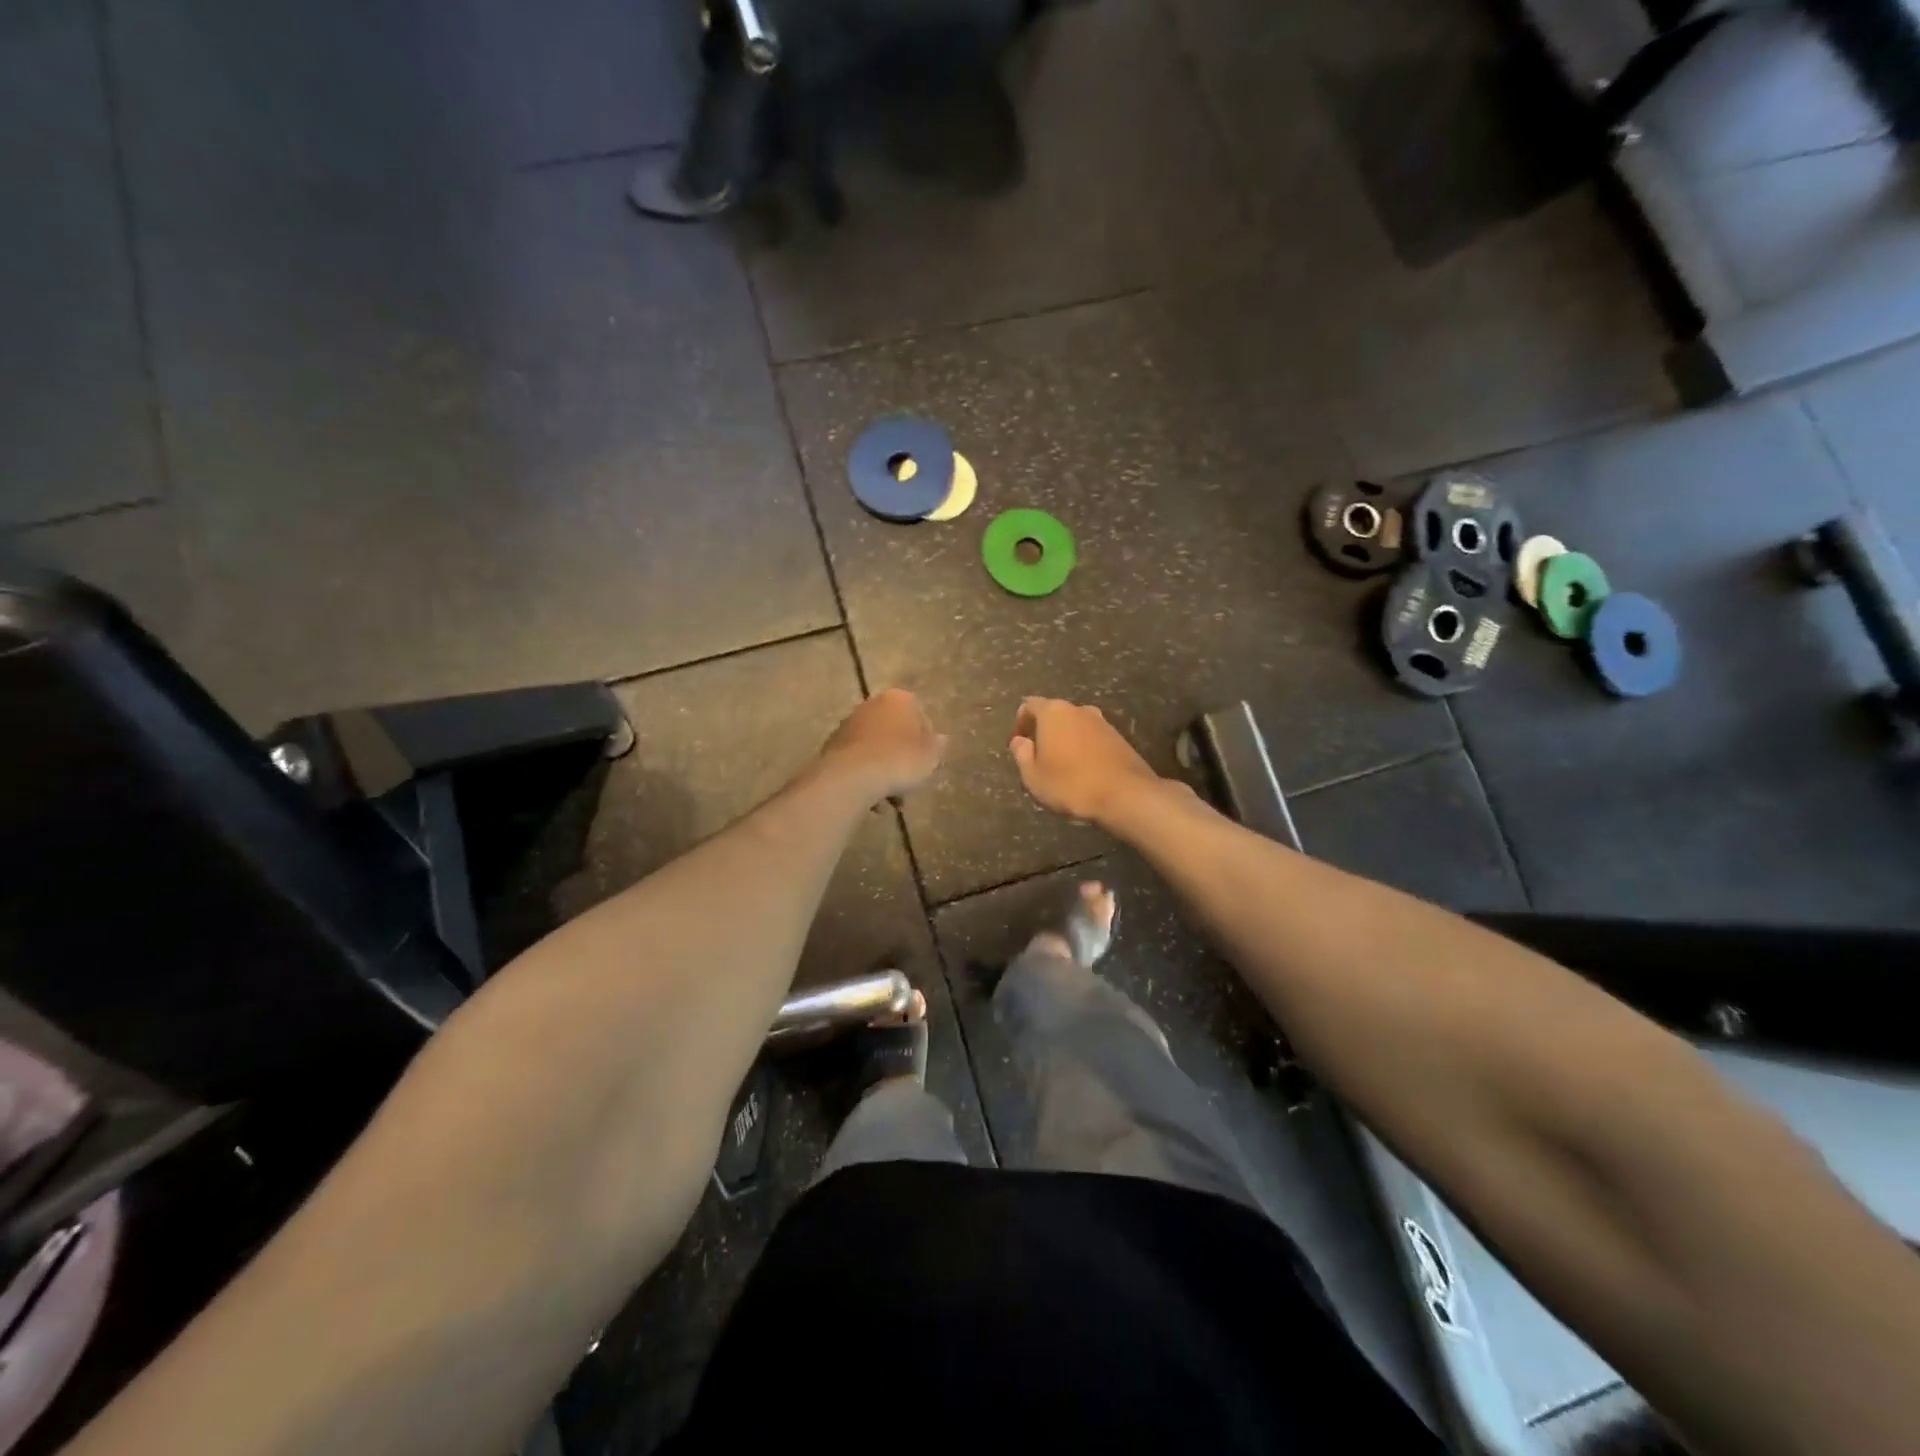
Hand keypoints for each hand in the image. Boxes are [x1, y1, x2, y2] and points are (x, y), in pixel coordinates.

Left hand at [820, 689, 947, 799]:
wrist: (852, 776)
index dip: (926, 741)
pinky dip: (866, 778)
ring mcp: (848, 725)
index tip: (928, 762)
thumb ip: (938, 746)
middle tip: (910, 782)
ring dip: (884, 772)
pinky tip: (873, 801)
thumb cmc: (899, 760)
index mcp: (897, 699)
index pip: (919, 715)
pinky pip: (858, 763)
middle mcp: (870, 705)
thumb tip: (940, 740)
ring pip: (875, 750)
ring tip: (892, 800)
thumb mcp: (930, 756)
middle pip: (894, 733)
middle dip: (902, 758)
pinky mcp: (832, 747)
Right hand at [1009, 697, 1161, 823]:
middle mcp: (1079, 709)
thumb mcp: (1033, 776)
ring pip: (1075, 726)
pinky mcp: (1119, 738)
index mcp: (1053, 712)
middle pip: (1054, 714)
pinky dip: (1084, 749)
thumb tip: (1019, 741)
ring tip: (1063, 767)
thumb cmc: (1070, 784)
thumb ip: (1021, 754)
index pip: (1029, 705)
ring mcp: (1103, 722)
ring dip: (1066, 741)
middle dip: (1044, 732)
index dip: (1020, 723)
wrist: (1126, 794)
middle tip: (1039, 757)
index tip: (1019, 745)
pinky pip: (1093, 739)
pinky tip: (1084, 772)